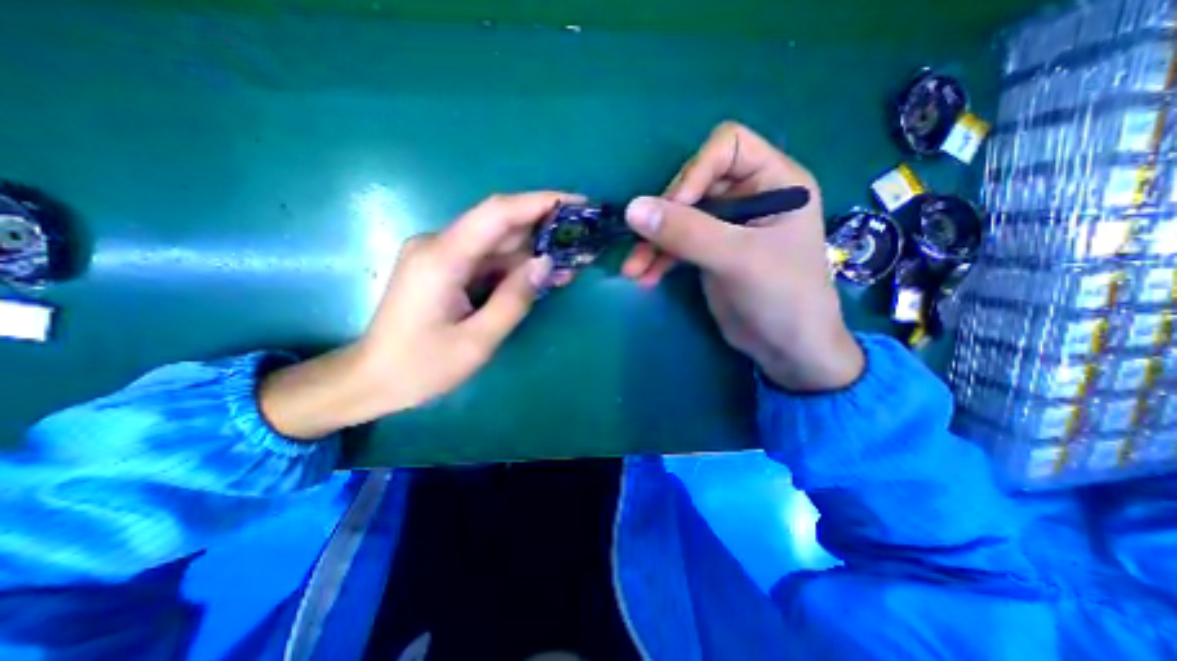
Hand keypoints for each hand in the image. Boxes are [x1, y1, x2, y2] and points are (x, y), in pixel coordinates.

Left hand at [259, 190, 576, 440]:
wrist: (373, 380)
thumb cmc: (421, 367)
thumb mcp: (477, 341)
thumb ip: (514, 299)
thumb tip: (546, 263)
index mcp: (442, 258)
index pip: (497, 213)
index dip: (540, 202)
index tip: (578, 203)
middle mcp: (439, 245)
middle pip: (500, 226)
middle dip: (544, 229)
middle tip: (583, 238)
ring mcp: (441, 256)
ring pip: (497, 244)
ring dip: (533, 252)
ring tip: (572, 262)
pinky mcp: (445, 270)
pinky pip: (487, 261)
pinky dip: (515, 268)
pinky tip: (542, 277)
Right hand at [619, 122, 862, 391]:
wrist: (787, 349)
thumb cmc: (783, 297)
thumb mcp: (737, 259)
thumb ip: (687, 232)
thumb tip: (632, 208)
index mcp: (775, 181)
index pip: (728, 146)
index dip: (696, 170)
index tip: (676, 206)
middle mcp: (750, 196)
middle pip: (694, 183)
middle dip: (665, 215)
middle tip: (643, 244)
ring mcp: (727, 226)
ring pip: (679, 217)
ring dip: (653, 242)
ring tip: (633, 270)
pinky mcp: (710, 251)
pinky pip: (677, 244)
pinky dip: (659, 258)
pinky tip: (645, 277)